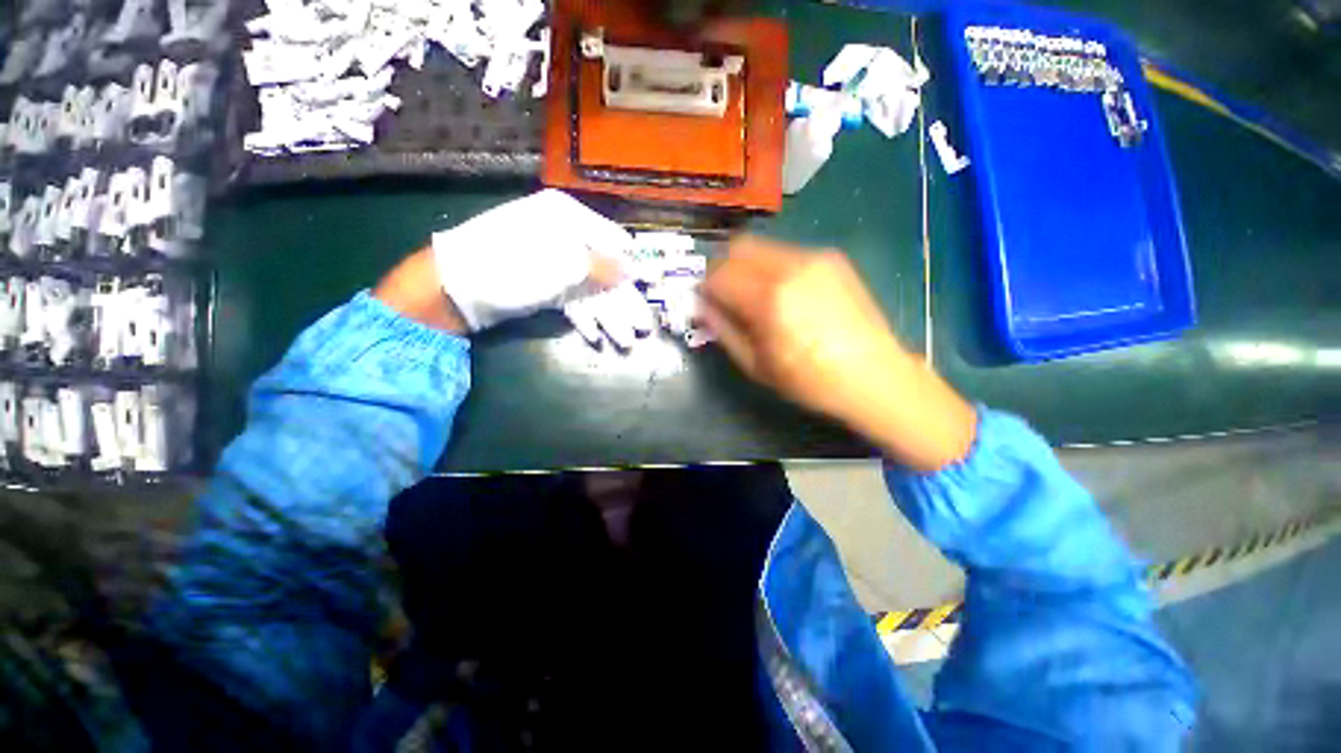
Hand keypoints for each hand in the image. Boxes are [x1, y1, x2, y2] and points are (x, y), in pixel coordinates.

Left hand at [431, 190, 635, 331]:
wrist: (455, 288)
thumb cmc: (512, 266)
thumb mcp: (562, 263)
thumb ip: (601, 266)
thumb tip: (632, 269)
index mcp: (566, 218)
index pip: (611, 239)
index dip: (631, 264)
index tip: (650, 286)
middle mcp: (561, 237)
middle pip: (603, 270)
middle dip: (623, 301)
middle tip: (643, 326)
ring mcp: (550, 263)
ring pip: (588, 290)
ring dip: (607, 316)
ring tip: (626, 340)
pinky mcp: (540, 286)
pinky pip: (570, 300)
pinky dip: (583, 317)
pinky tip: (596, 335)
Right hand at [700, 235, 976, 471]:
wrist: (874, 374)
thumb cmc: (810, 380)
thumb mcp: (756, 365)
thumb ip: (723, 330)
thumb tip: (701, 307)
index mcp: (769, 299)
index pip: (718, 275)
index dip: (705, 288)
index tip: (705, 303)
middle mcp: (790, 267)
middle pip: (737, 248)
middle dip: (723, 270)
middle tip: (725, 296)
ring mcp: (814, 257)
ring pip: (761, 246)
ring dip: (747, 266)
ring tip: (755, 296)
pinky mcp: (831, 257)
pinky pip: (785, 252)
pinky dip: (771, 267)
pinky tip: (784, 294)